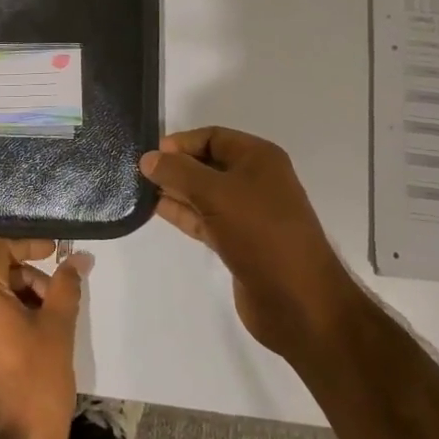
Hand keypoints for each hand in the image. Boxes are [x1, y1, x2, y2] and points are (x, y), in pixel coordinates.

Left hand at [0, 237, 89, 438]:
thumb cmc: (33, 385)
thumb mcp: (56, 330)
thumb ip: (65, 287)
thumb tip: (76, 258)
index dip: (29, 243)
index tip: (57, 253)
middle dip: (30, 279)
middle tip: (60, 301)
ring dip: (22, 303)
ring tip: (52, 329)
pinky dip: (9, 325)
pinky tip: (35, 350)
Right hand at [140, 127, 354, 361]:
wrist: (299, 301)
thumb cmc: (261, 234)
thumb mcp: (216, 194)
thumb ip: (179, 172)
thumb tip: (148, 158)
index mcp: (260, 159)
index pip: (213, 137)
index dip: (182, 142)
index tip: (151, 155)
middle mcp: (255, 181)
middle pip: (207, 163)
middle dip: (176, 166)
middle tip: (139, 173)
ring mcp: (247, 213)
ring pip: (204, 193)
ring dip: (176, 190)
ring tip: (140, 189)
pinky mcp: (238, 242)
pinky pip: (205, 218)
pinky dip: (182, 213)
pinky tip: (156, 209)